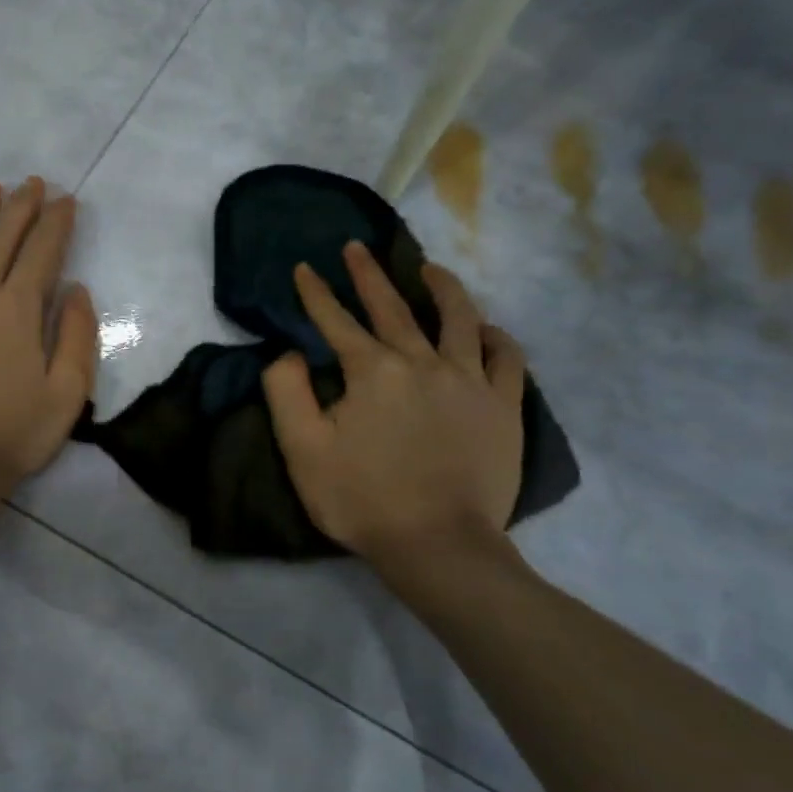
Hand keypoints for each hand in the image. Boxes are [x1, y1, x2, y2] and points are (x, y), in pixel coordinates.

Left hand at [0, 177, 97, 480]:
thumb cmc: (17, 432)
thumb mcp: (68, 392)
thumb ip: (76, 334)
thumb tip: (74, 290)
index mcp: (17, 310)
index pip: (42, 252)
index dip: (57, 223)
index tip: (67, 201)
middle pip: (1, 240)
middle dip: (21, 207)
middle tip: (34, 183)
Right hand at [262, 242, 525, 564]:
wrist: (438, 544)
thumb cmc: (362, 500)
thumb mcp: (303, 452)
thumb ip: (286, 394)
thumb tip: (288, 354)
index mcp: (372, 372)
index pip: (336, 321)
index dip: (316, 293)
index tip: (304, 268)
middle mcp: (422, 362)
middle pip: (392, 307)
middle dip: (368, 274)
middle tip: (357, 246)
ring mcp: (469, 381)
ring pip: (458, 318)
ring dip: (441, 288)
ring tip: (429, 270)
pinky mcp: (503, 407)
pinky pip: (506, 358)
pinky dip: (496, 337)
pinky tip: (486, 330)